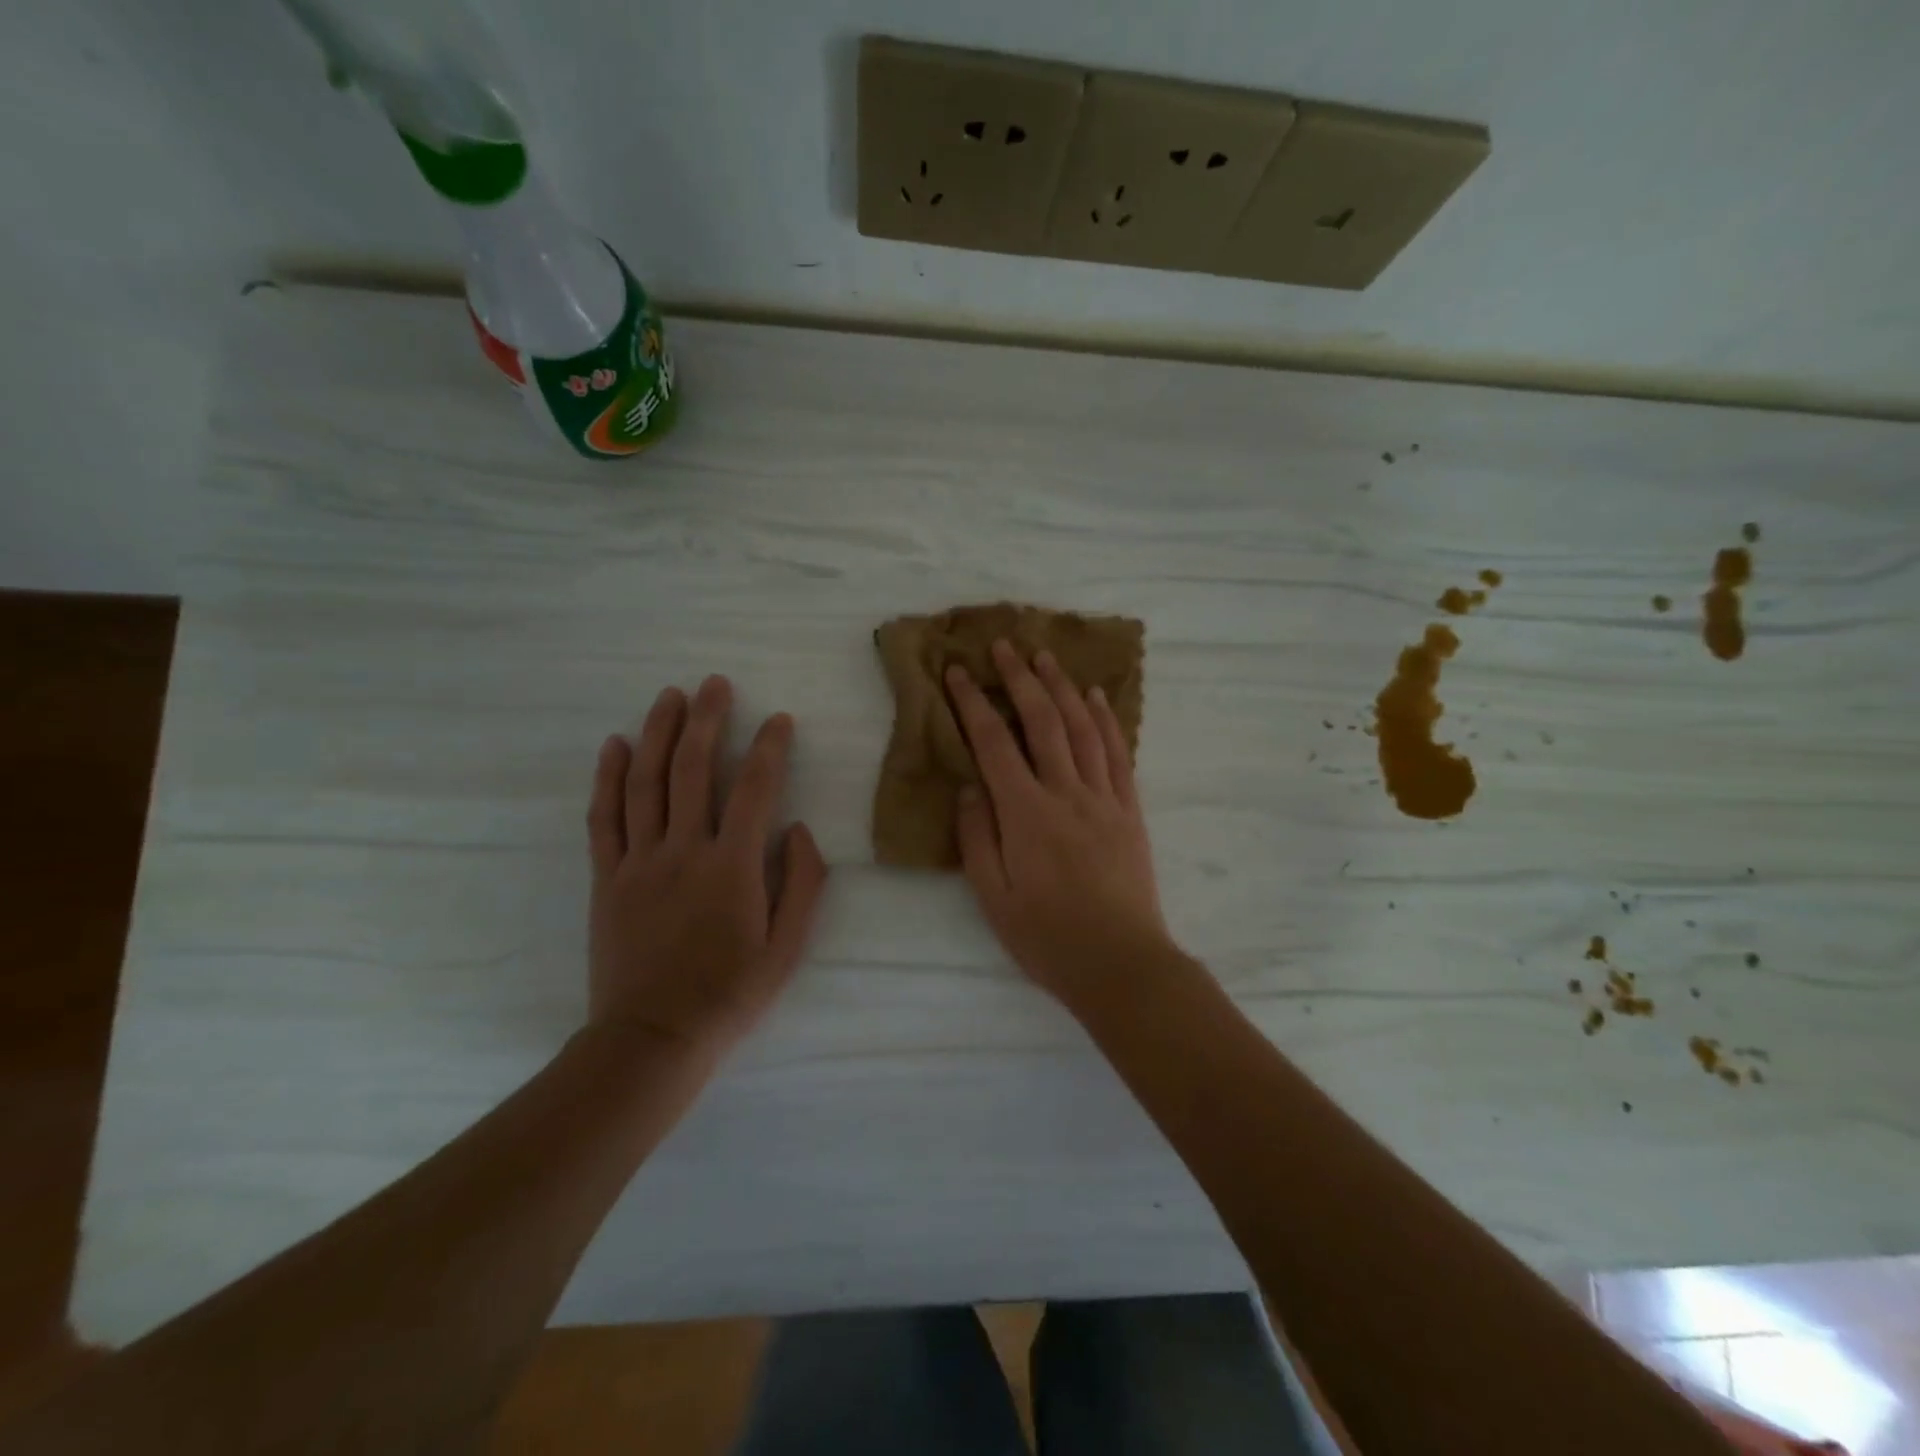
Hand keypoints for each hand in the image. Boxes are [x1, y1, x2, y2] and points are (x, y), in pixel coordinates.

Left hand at [585, 675, 828, 1054]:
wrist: (652, 1039)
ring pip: (646, 782)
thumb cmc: (730, 995)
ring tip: (669, 696)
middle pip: (693, 769)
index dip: (769, 748)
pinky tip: (615, 745)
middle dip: (706, 719)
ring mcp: (639, 862)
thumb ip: (803, 884)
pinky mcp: (607, 878)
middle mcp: (684, 851)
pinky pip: (604, 818)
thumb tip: (798, 830)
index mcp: (733, 867)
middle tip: (714, 684)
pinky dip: (608, 778)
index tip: (779, 720)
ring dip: (658, 733)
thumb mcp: (788, 948)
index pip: (755, 789)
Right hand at [947, 640, 1180, 1009]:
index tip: (959, 672)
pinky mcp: (1129, 810)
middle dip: (1020, 678)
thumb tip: (970, 787)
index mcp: (1026, 814)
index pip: (994, 743)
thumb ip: (977, 838)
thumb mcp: (993, 898)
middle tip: (1006, 645)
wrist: (1120, 963)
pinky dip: (1107, 720)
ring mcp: (1103, 799)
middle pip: (1042, 722)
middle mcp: (1066, 794)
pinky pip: (1118, 754)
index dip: (974, 703)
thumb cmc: (1047, 938)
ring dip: (1063, 687)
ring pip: (1083, 728)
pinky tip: (1097, 697)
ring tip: (1046, 657)